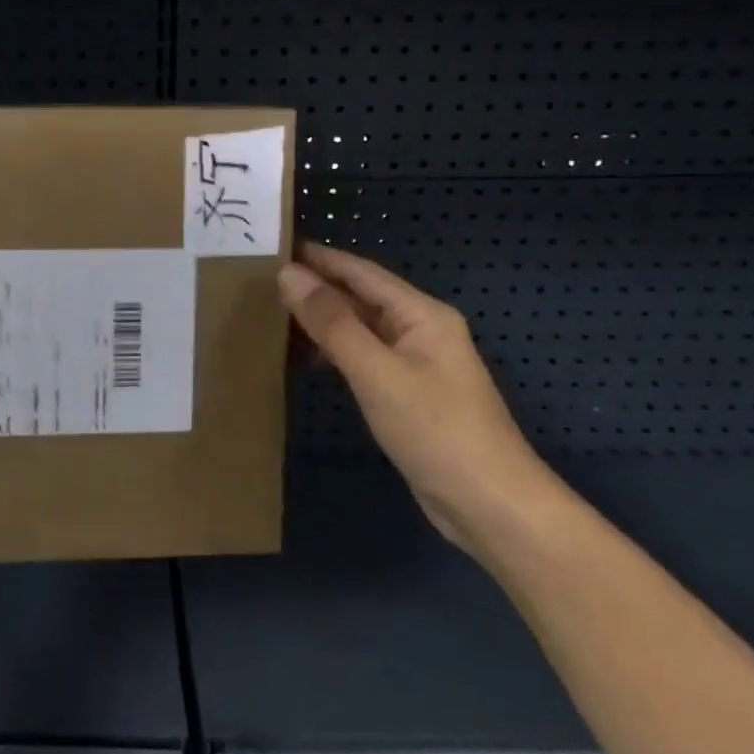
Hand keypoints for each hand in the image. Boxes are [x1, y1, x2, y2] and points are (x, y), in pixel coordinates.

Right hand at [279, 241, 559, 557]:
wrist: (491, 507)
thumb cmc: (436, 431)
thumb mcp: (377, 373)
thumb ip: (332, 323)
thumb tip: (289, 274)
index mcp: (421, 314)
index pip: (360, 272)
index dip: (318, 257)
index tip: (274, 246)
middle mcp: (420, 330)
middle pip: (360, 297)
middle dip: (315, 286)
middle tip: (262, 279)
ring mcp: (415, 364)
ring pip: (359, 328)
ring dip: (321, 320)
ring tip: (272, 313)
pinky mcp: (407, 394)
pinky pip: (363, 357)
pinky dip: (332, 351)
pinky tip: (304, 358)